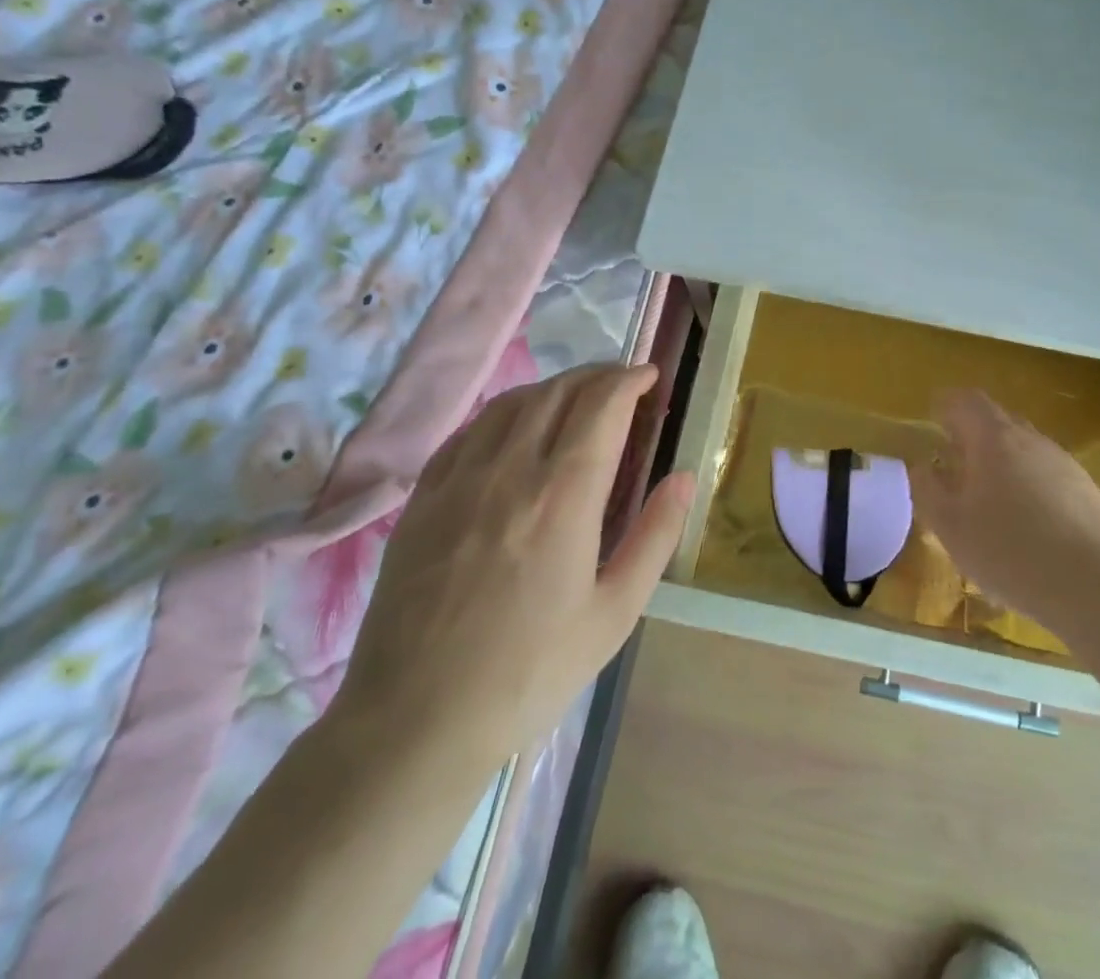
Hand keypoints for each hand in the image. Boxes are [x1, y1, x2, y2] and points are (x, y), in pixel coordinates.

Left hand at [328, 364, 691, 782]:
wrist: (413, 723)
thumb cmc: (529, 673)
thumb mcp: (614, 613)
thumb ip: (655, 536)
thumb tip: (685, 477)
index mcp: (562, 497)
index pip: (602, 406)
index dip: (630, 380)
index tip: (651, 376)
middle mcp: (509, 471)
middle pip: (558, 393)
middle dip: (598, 375)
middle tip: (622, 383)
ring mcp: (458, 480)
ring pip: (511, 403)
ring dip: (553, 387)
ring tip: (577, 397)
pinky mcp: (422, 498)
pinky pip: (469, 430)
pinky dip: (505, 412)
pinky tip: (515, 427)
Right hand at [912, 389, 1099, 642]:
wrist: (1098, 589)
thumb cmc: (1011, 552)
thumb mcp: (951, 527)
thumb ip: (928, 489)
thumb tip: (922, 466)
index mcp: (994, 438)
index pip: (967, 400)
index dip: (947, 405)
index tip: (933, 418)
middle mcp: (1031, 440)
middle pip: (997, 421)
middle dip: (973, 434)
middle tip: (954, 460)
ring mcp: (1064, 463)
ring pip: (1024, 449)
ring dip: (1001, 462)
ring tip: (987, 498)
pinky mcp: (1087, 491)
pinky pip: (1046, 474)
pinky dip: (1027, 484)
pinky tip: (1025, 524)